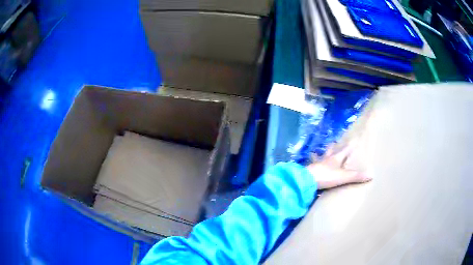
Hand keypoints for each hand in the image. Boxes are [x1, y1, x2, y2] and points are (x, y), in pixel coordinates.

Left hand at [306, 143, 370, 188]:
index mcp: (335, 159)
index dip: (349, 146)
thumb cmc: (326, 176)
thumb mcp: (343, 176)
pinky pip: (312, 165)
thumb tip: (371, 174)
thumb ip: (356, 176)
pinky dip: (312, 163)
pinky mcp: (310, 170)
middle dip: (333, 146)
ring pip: (320, 156)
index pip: (344, 150)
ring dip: (321, 153)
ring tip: (320, 150)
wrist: (307, 180)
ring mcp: (317, 164)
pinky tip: (311, 164)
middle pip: (330, 150)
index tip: (353, 140)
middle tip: (334, 142)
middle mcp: (326, 159)